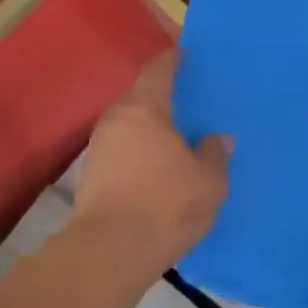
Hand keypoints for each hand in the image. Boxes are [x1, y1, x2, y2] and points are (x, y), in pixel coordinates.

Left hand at [73, 53, 230, 274]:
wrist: (110, 253)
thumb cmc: (166, 204)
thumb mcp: (209, 181)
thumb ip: (214, 153)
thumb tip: (217, 138)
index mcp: (145, 109)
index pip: (158, 70)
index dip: (173, 59)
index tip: (187, 54)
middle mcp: (116, 121)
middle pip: (140, 97)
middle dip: (163, 97)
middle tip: (189, 102)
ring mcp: (98, 149)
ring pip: (129, 127)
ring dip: (149, 129)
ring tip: (176, 138)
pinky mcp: (91, 178)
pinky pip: (122, 151)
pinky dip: (139, 152)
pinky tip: (157, 168)